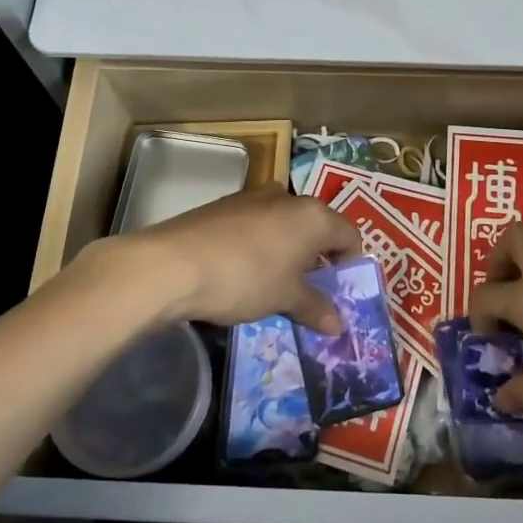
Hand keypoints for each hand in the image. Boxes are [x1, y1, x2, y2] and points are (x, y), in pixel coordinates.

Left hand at [96, 184, 360, 333]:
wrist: (172, 264)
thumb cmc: (246, 278)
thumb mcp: (285, 298)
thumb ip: (315, 307)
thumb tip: (338, 325)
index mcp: (313, 215)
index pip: (349, 235)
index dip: (349, 265)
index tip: (337, 292)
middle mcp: (287, 197)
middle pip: (316, 227)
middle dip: (316, 259)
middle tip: (306, 292)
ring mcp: (252, 197)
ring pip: (284, 225)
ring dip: (286, 252)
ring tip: (272, 285)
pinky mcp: (222, 206)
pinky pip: (255, 225)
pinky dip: (259, 246)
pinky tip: (241, 272)